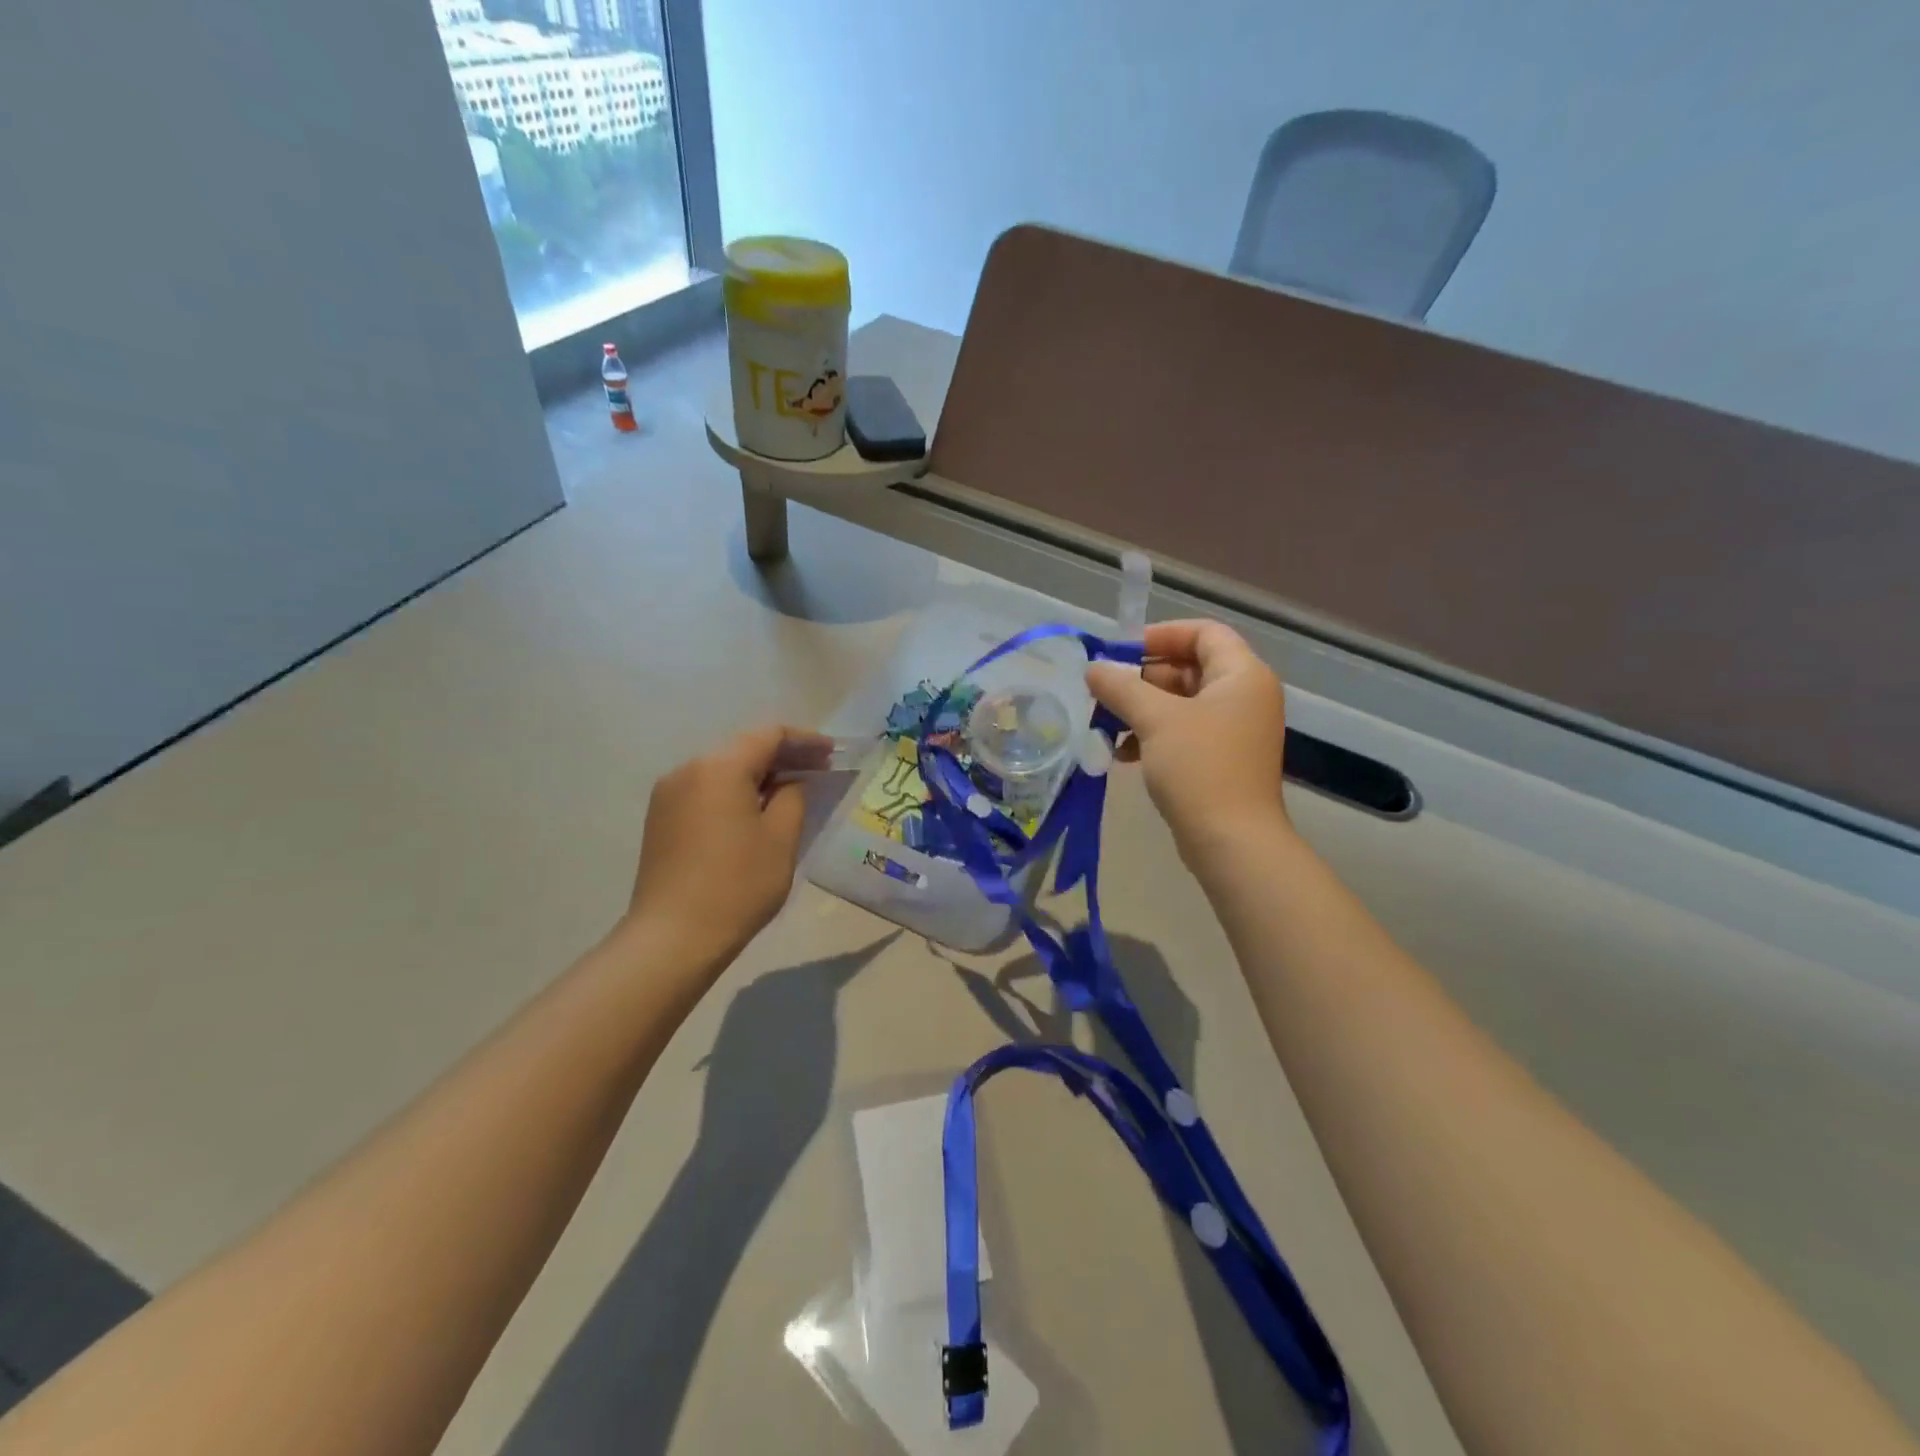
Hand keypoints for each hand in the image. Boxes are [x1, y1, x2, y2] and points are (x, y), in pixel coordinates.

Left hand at [625, 726, 830, 968]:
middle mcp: (688, 769)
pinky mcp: (660, 818)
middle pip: (743, 748)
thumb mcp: (781, 838)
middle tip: (819, 770)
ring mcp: (669, 794)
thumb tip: (790, 781)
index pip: (769, 735)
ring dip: (758, 774)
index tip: (832, 754)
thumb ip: (793, 796)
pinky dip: (734, 791)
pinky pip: (705, 789)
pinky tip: (754, 810)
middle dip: (782, 756)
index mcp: (719, 767)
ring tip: (791, 790)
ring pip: (723, 769)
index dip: (805, 741)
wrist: (672, 938)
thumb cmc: (737, 885)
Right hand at [1086, 620, 1291, 860]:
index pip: (1204, 633)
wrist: (1232, 842)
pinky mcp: (1222, 760)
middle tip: (1104, 690)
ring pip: (1182, 703)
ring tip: (1105, 724)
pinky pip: (1184, 732)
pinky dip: (1153, 735)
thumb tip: (1093, 668)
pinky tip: (1121, 753)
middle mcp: (1244, 696)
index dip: (1161, 634)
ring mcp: (1235, 730)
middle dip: (1142, 677)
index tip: (1121, 651)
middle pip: (1189, 667)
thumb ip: (1121, 687)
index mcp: (1242, 675)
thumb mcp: (1155, 719)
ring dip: (1142, 708)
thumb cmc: (1199, 768)